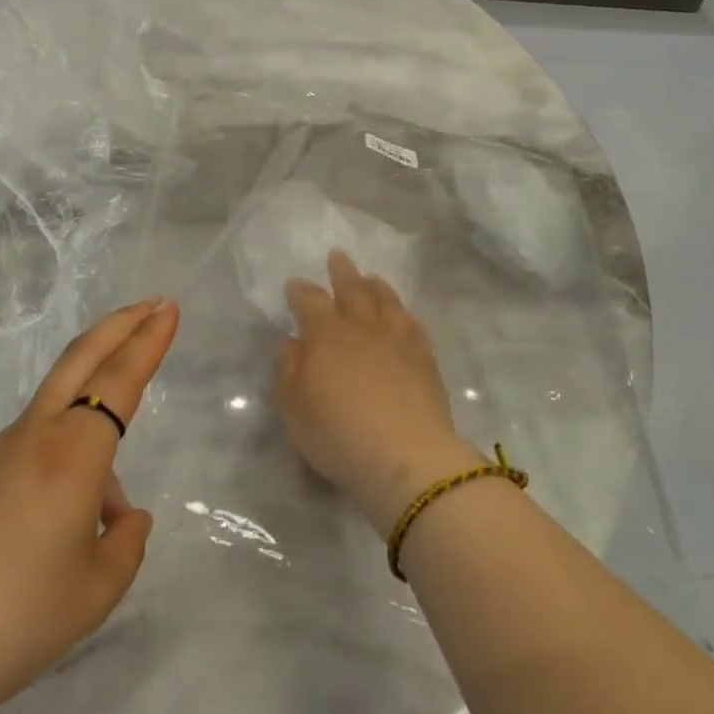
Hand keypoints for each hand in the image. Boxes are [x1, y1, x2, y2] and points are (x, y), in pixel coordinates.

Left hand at [0, 297, 179, 713]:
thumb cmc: (14, 620)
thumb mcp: (96, 592)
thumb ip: (125, 544)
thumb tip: (123, 516)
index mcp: (73, 456)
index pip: (120, 380)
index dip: (148, 341)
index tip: (169, 309)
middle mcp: (34, 437)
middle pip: (80, 358)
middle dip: (120, 325)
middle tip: (151, 305)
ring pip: (57, 418)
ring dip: (91, 434)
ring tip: (95, 529)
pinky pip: (27, 454)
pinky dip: (55, 469)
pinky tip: (42, 537)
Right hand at [275, 252, 482, 536]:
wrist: (406, 457)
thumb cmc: (338, 434)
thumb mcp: (294, 409)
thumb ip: (288, 370)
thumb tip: (293, 342)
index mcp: (326, 335)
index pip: (310, 301)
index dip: (300, 291)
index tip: (294, 284)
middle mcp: (362, 328)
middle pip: (352, 290)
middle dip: (342, 272)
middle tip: (338, 256)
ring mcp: (397, 340)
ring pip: (386, 301)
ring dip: (376, 286)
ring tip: (371, 277)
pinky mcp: (425, 358)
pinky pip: (413, 325)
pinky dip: (404, 314)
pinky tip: (403, 315)